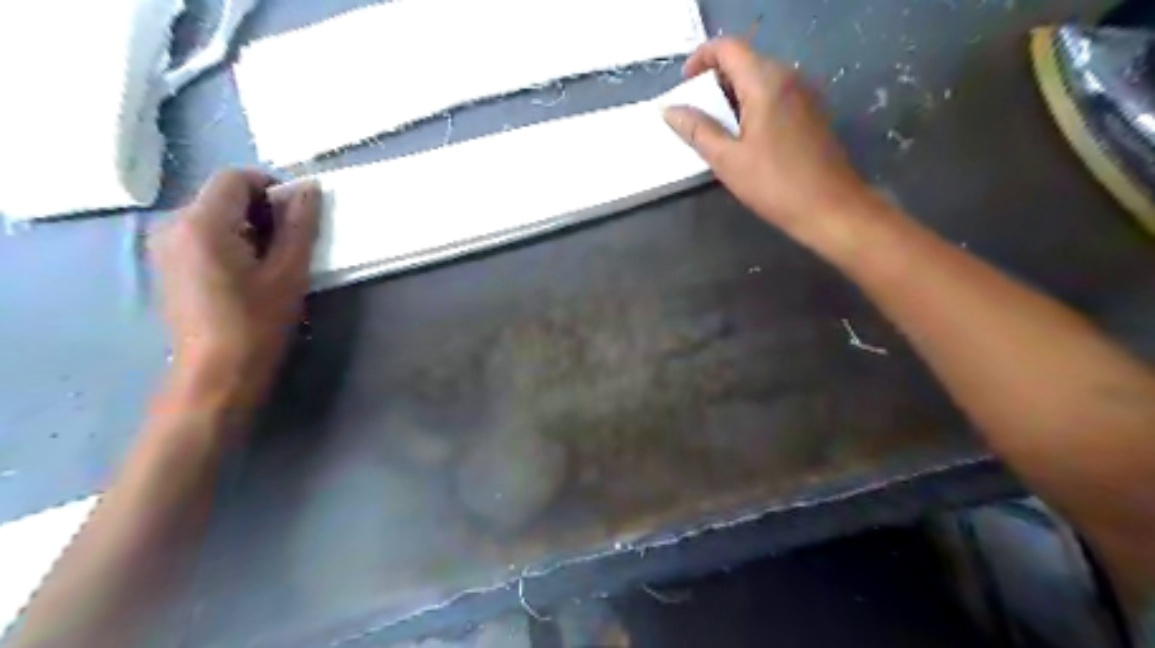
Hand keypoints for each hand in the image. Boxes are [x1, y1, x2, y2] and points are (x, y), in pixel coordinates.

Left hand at [148, 167, 318, 408]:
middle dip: (261, 209)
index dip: (272, 187)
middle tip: (291, 243)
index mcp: (202, 223)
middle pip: (222, 195)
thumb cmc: (258, 323)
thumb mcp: (288, 272)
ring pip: (213, 215)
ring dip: (248, 227)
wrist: (217, 373)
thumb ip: (298, 225)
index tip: (299, 216)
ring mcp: (164, 246)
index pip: (236, 177)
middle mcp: (173, 225)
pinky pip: (202, 235)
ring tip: (273, 261)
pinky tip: (249, 274)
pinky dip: (231, 241)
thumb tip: (308, 189)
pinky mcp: (167, 266)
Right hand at [665, 34, 870, 236]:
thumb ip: (697, 130)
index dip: (700, 59)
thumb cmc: (775, 185)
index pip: (728, 47)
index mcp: (766, 82)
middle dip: (714, 80)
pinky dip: (751, 105)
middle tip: (695, 113)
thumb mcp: (727, 160)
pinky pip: (774, 95)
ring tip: (714, 129)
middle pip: (745, 60)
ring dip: (732, 95)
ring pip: (760, 79)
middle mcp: (788, 77)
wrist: (831, 208)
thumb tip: (670, 110)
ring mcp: (804, 94)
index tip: (684, 86)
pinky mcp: (810, 112)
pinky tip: (743, 138)